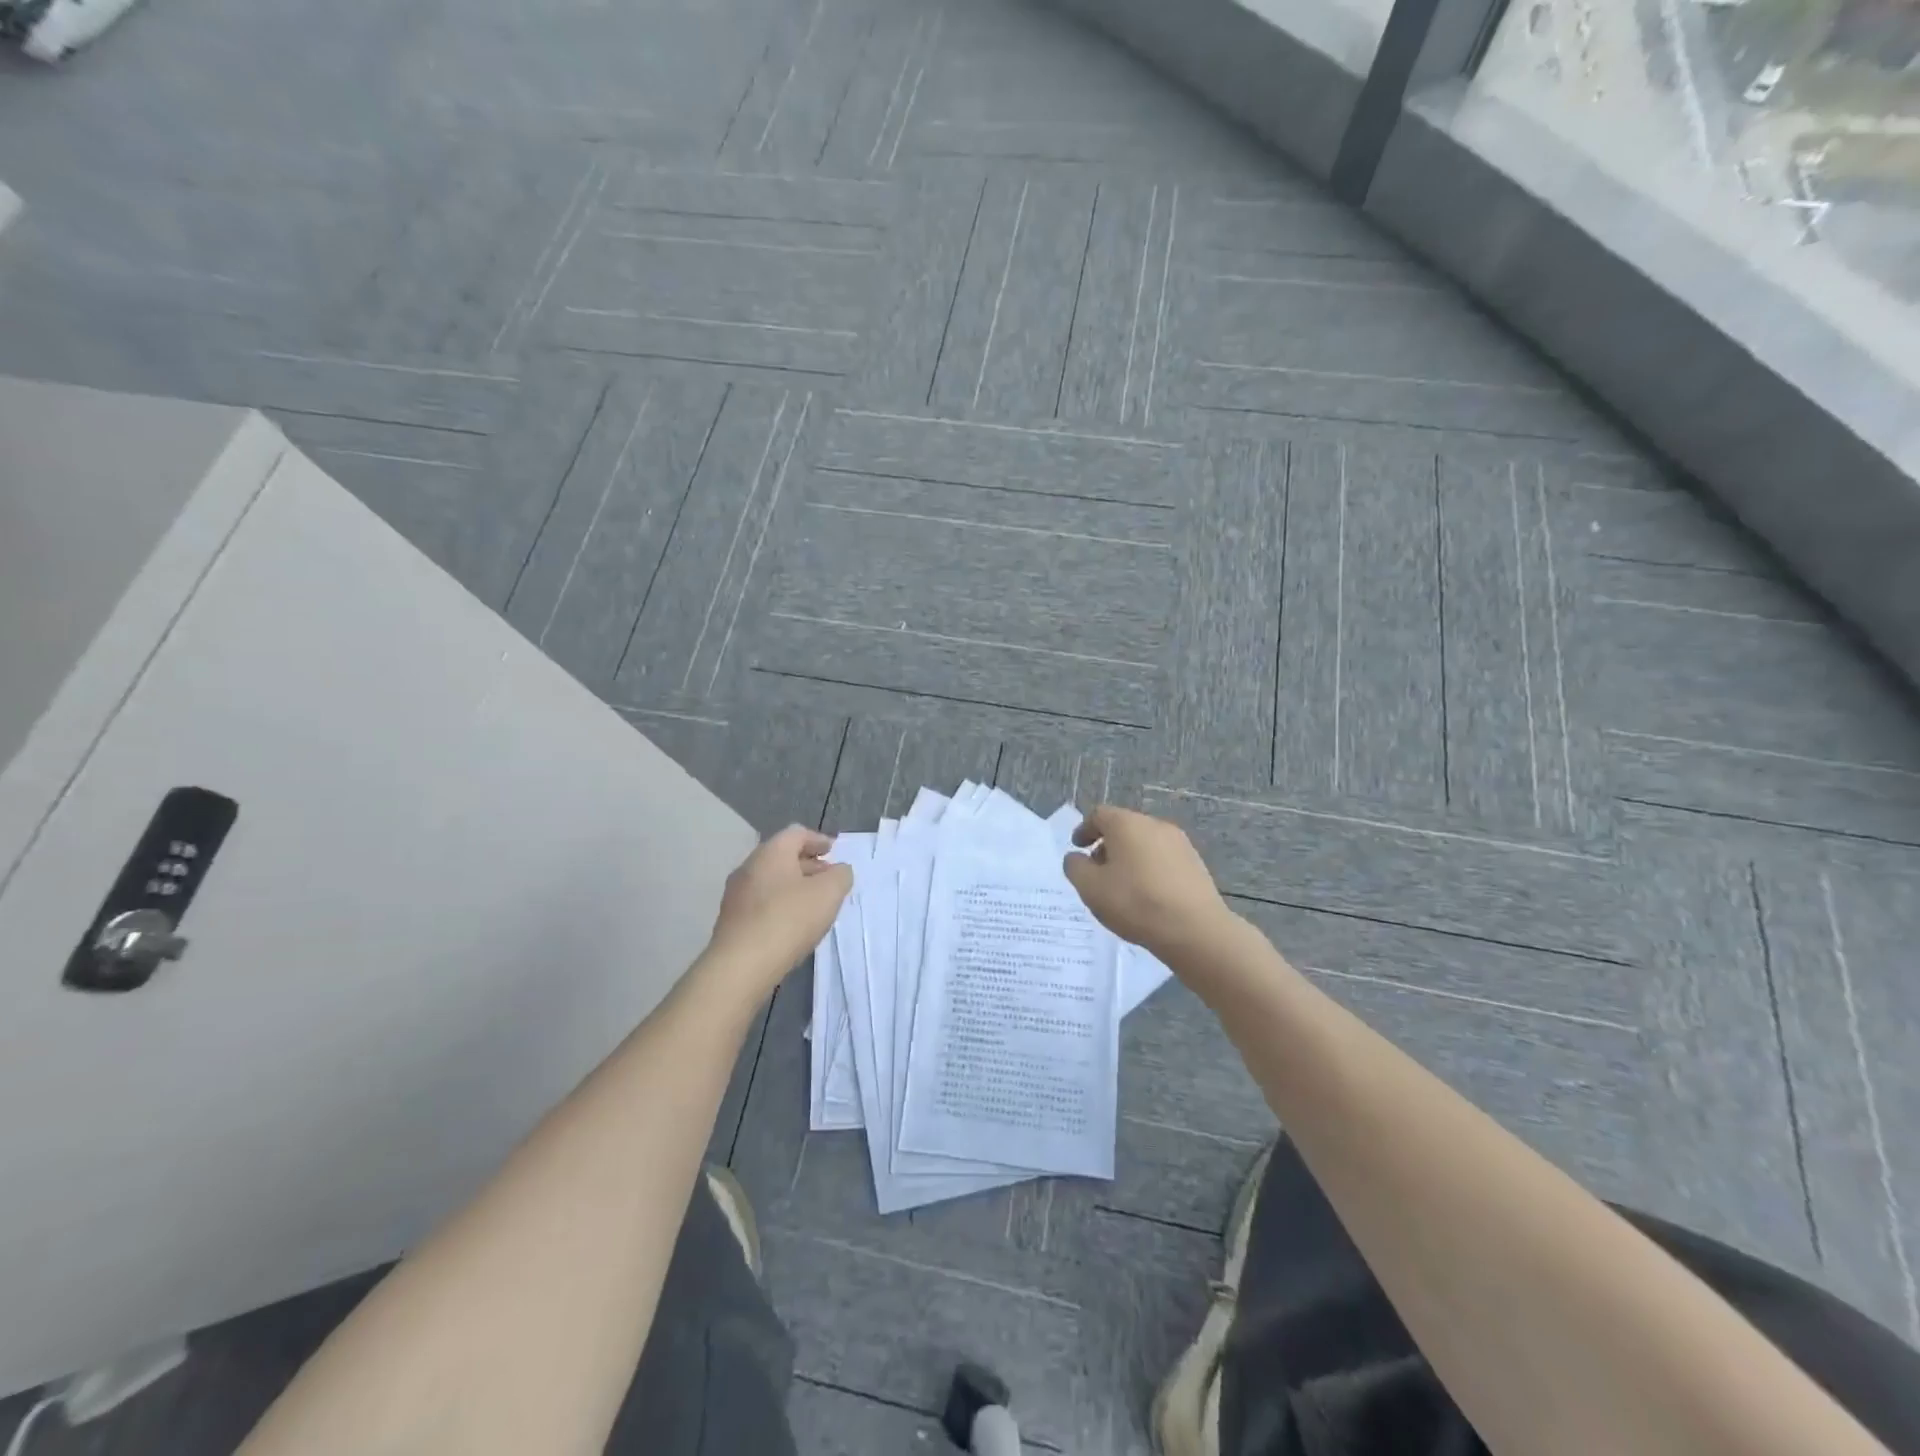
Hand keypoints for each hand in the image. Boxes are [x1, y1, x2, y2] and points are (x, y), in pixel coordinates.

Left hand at [702, 826, 851, 1001]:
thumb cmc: (788, 919)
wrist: (740, 966)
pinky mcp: (731, 921)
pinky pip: (761, 903)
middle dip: (808, 865)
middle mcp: (748, 867)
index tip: (834, 851)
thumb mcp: (829, 893)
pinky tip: (793, 924)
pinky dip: (780, 905)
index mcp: (771, 852)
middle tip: (829, 879)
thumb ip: (840, 876)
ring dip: (794, 887)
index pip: (797, 833)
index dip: (818, 839)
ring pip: (771, 881)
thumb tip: (838, 871)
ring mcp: (736, 895)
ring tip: (815, 905)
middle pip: (782, 857)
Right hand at [1063, 806, 1237, 962]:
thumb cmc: (1135, 902)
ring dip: (1129, 857)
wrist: (1195, 929)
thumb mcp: (1090, 888)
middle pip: (1124, 827)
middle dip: (1107, 845)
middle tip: (1097, 870)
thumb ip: (1075, 867)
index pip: (1099, 815)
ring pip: (1145, 843)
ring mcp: (1179, 843)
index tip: (1077, 848)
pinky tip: (1147, 894)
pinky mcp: (1195, 863)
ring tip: (1122, 886)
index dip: (1084, 830)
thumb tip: (1076, 857)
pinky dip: (1149, 868)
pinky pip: (1163, 858)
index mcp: (1126, 824)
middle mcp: (1154, 825)